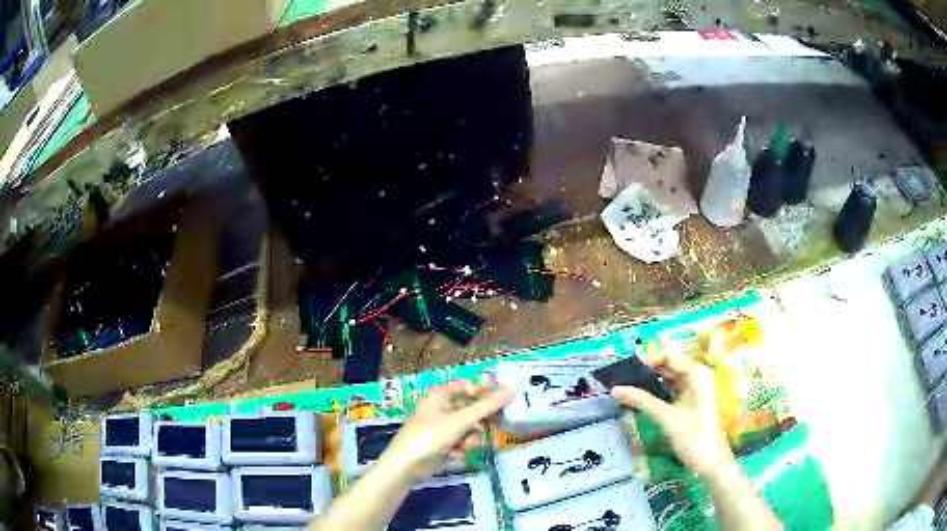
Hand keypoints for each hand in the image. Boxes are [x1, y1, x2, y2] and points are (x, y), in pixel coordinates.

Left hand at [380, 379, 514, 478]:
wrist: (406, 466)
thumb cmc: (431, 435)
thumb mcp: (461, 420)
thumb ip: (487, 406)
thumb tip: (512, 389)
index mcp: (439, 395)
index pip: (467, 386)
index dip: (485, 391)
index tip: (503, 400)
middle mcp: (438, 408)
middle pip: (468, 408)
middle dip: (480, 419)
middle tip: (498, 425)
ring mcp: (438, 427)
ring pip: (466, 427)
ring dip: (470, 436)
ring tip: (469, 445)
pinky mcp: (439, 444)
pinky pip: (458, 441)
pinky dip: (461, 447)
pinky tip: (457, 454)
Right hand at [611, 350, 733, 477]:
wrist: (712, 462)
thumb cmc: (693, 438)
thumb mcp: (666, 418)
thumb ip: (642, 401)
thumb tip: (615, 389)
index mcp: (697, 374)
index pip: (670, 355)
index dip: (648, 358)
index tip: (625, 366)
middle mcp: (699, 376)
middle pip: (671, 364)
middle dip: (649, 368)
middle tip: (624, 374)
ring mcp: (698, 388)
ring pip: (672, 376)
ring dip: (653, 378)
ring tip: (630, 382)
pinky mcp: (694, 400)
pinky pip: (675, 387)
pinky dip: (660, 388)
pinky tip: (645, 394)